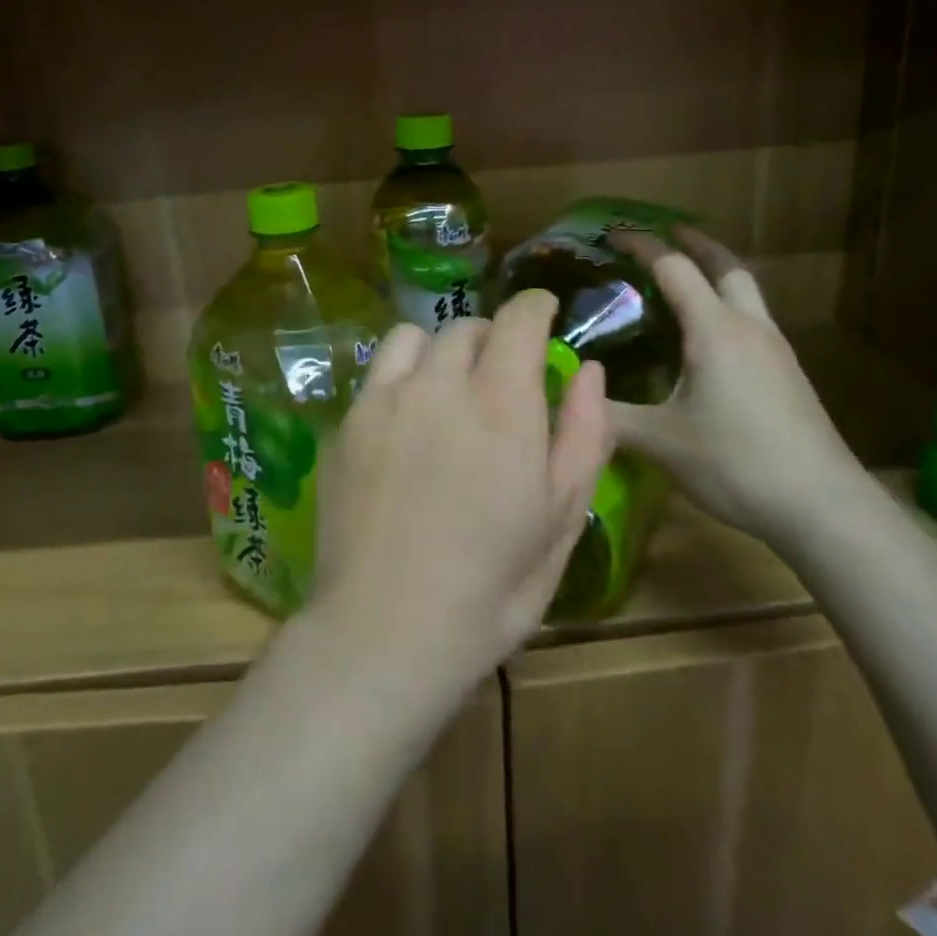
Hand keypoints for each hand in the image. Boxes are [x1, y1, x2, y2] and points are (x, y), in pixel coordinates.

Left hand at [306, 290, 612, 695]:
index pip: (518, 319)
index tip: (544, 313)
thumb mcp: (561, 520)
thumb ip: (584, 435)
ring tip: (449, 386)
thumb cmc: (492, 586)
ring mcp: (384, 400)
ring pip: (414, 337)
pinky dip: (402, 375)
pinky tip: (407, 418)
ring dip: (441, 349)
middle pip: (466, 326)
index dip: (535, 307)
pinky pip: (379, 372)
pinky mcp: (347, 422)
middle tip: (501, 373)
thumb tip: (589, 371)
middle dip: (492, 337)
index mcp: (501, 405)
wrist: (387, 628)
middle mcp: (439, 385)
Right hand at [606, 227, 867, 548]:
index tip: (613, 235)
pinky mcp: (788, 375)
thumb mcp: (659, 441)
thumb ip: (609, 415)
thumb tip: (570, 396)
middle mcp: (749, 327)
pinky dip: (726, 308)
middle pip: (726, 265)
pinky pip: (752, 321)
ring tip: (683, 283)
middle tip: (665, 236)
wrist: (822, 505)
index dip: (642, 245)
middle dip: (694, 243)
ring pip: (746, 292)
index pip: (674, 267)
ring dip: (716, 274)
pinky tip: (709, 341)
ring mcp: (775, 350)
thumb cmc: (736, 462)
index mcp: (714, 330)